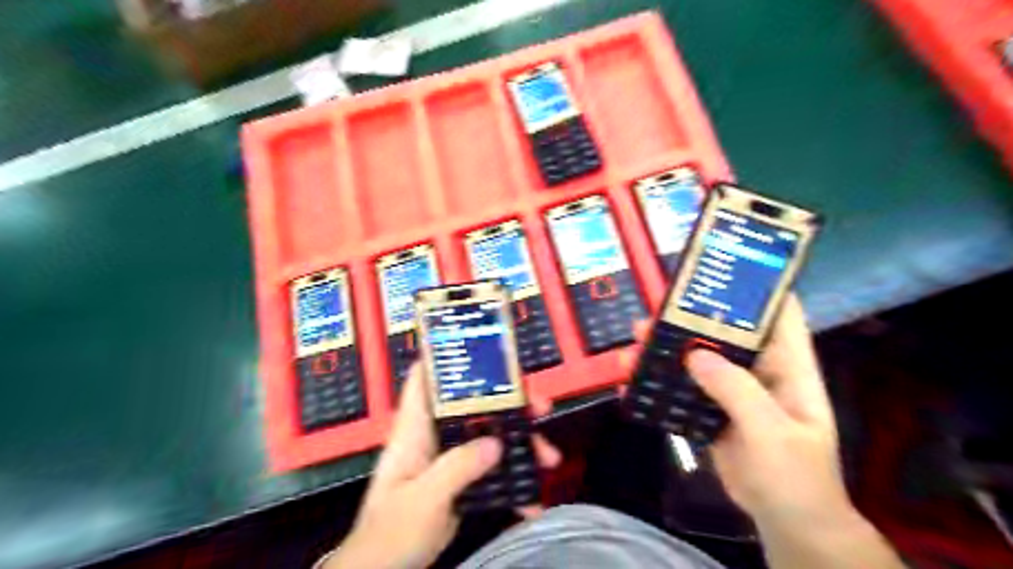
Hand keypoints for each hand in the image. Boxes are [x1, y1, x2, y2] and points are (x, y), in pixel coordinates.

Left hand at [324, 364, 561, 568]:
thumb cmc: (390, 532)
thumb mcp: (423, 499)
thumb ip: (456, 468)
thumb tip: (496, 443)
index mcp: (415, 429)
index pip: (425, 378)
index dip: (447, 355)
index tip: (482, 345)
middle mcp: (435, 435)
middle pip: (473, 405)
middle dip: (509, 402)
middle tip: (541, 407)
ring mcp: (450, 458)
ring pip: (490, 436)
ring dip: (520, 443)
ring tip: (549, 457)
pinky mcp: (462, 480)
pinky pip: (492, 469)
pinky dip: (513, 481)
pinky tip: (532, 498)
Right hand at [627, 296, 849, 531]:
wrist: (785, 522)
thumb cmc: (794, 476)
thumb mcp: (771, 433)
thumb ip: (737, 391)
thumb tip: (695, 355)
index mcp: (789, 367)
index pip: (779, 314)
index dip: (757, 287)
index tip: (721, 269)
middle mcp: (760, 370)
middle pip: (725, 332)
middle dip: (692, 318)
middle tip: (656, 310)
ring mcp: (734, 390)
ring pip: (699, 358)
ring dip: (668, 349)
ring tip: (636, 341)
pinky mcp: (712, 409)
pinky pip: (684, 388)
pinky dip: (661, 382)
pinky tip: (635, 380)